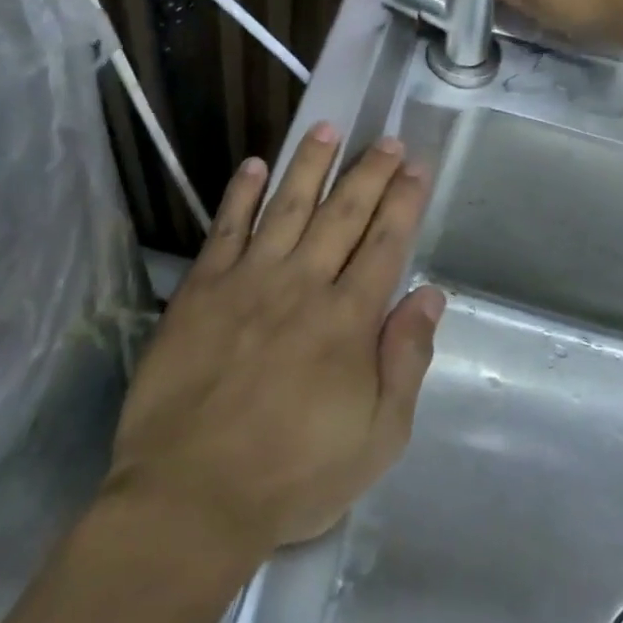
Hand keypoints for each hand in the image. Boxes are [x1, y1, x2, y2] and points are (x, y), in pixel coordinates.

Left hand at [106, 124, 442, 561]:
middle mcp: (303, 284)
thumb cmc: (294, 474)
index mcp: (348, 319)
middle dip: (368, 173)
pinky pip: (226, 228)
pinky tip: (254, 164)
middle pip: (342, 214)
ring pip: (287, 206)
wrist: (192, 495)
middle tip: (384, 139)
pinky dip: (241, 193)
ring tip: (326, 127)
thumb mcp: (376, 437)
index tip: (415, 166)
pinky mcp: (202, 289)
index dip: (403, 202)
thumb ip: (406, 360)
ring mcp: (248, 280)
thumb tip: (430, 295)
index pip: (385, 244)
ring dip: (310, 165)